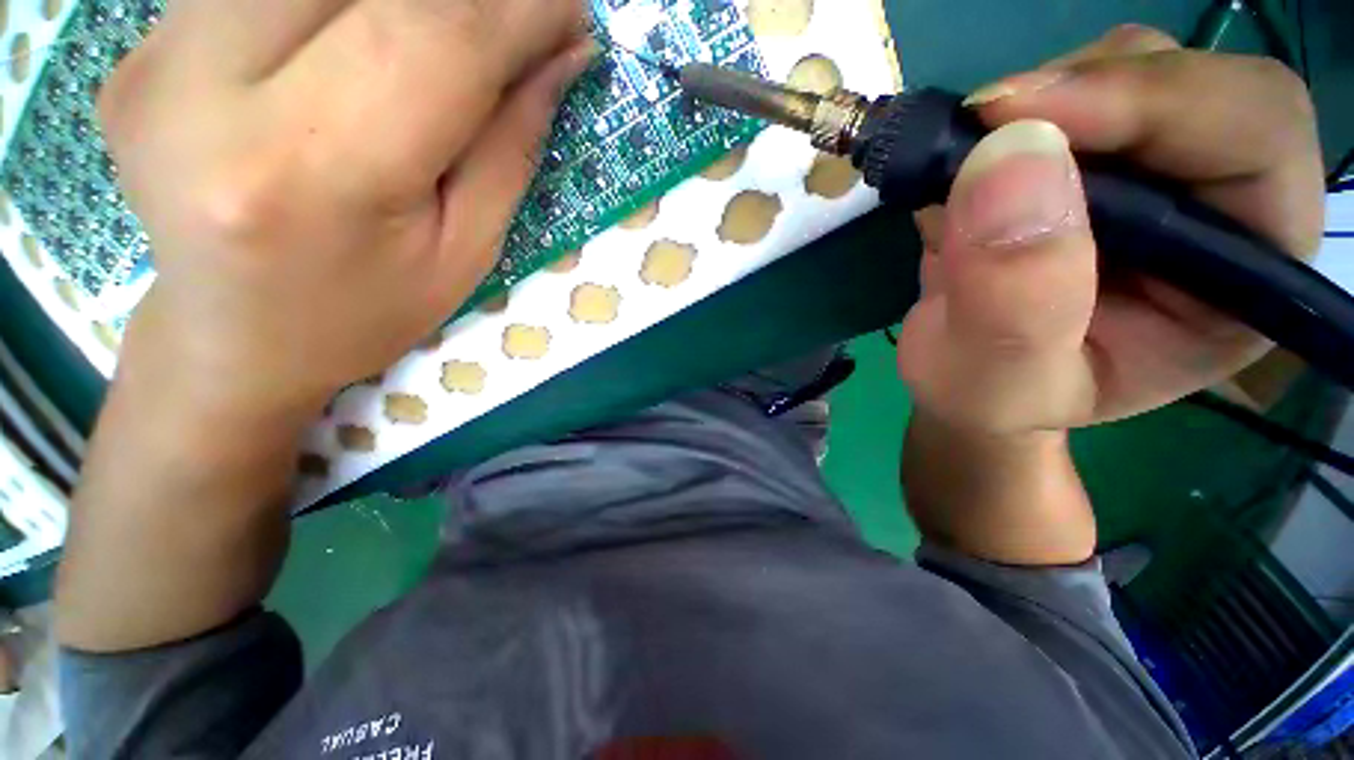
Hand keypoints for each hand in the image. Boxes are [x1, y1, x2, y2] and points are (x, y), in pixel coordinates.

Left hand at [58, 1, 592, 651]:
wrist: (230, 342)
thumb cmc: (372, 319)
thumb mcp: (470, 246)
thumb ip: (508, 134)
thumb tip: (558, 54)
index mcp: (317, 165)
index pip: (442, 30)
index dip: (524, 7)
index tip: (575, 9)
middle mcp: (222, 84)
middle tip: (533, 7)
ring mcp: (169, 48)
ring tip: (467, 21)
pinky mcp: (155, 35)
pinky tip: (381, 23)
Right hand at [897, 26, 1324, 435]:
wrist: (963, 382)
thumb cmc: (990, 400)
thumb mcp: (996, 382)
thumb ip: (1013, 300)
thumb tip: (1006, 160)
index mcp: (1242, 278)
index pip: (1255, 135)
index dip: (1154, 103)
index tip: (1021, 121)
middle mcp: (1217, 207)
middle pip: (1190, 81)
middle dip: (1082, 94)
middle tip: (980, 130)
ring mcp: (1149, 173)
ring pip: (1120, 70)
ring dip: (1032, 106)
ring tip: (963, 177)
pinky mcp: (1088, 160)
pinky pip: (1056, 95)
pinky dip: (997, 123)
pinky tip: (961, 180)